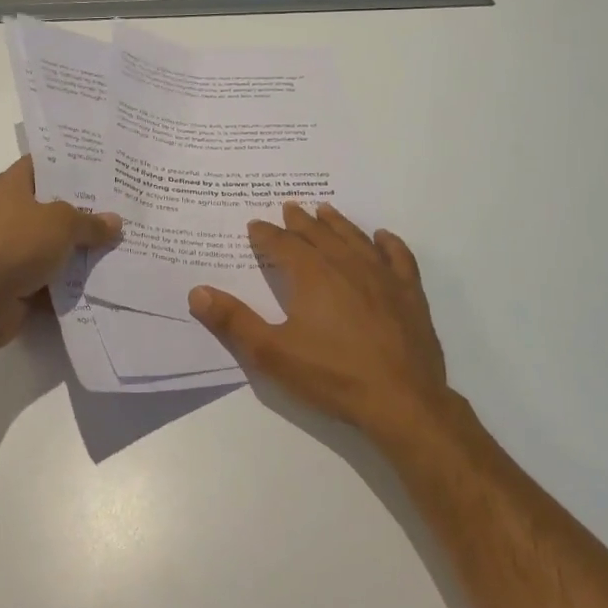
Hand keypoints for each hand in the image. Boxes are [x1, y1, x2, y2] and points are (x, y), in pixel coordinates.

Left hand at [0, 156, 120, 352]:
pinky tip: (103, 277)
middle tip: (121, 206)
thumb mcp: (61, 223)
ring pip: (53, 244)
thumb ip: (90, 222)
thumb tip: (114, 222)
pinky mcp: (15, 282)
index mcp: (10, 186)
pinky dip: (70, 280)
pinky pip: (50, 276)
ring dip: (80, 248)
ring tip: (119, 243)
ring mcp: (10, 249)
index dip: (70, 164)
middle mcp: (7, 213)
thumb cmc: (15, 244)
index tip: (102, 167)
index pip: (42, 164)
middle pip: (51, 206)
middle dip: (84, 209)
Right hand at [189, 203, 449, 436]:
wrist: (402, 400)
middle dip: (300, 221)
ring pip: (355, 239)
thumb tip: (197, 292)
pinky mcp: (410, 293)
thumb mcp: (272, 353)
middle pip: (319, 235)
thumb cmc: (332, 376)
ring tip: (325, 211)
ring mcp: (382, 276)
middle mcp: (346, 265)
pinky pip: (398, 257)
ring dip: (338, 224)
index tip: (255, 225)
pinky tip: (382, 237)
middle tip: (289, 207)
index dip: (266, 235)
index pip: (283, 245)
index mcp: (312, 275)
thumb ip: (234, 322)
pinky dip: (389, 243)